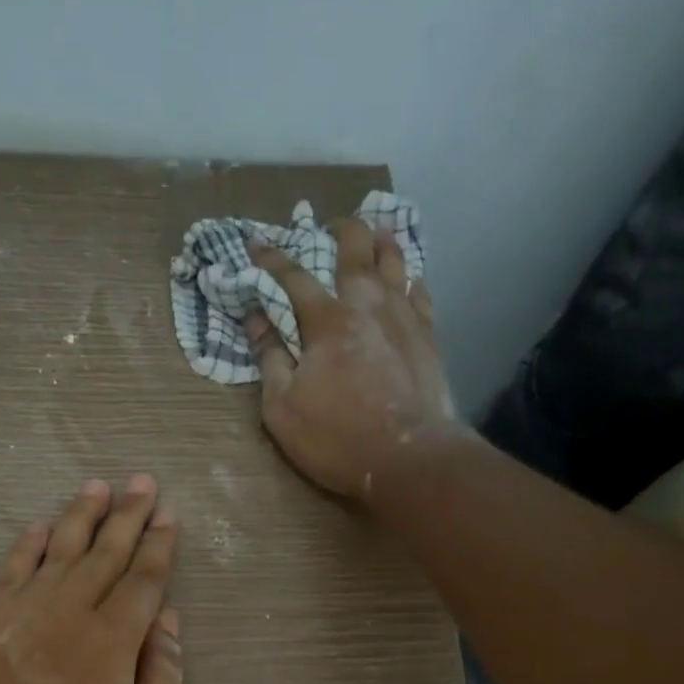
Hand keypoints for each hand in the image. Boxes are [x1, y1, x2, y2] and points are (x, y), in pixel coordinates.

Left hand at [0, 475, 183, 683]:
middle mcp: (69, 614)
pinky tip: (40, 526)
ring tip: (98, 486)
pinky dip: (27, 545)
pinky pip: (10, 572)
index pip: (143, 579)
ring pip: (58, 551)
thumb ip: (165, 676)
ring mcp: (22, 615)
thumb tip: (169, 619)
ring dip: (80, 516)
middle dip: (128, 516)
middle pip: (104, 553)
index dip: (159, 545)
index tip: (169, 515)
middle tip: (143, 481)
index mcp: (113, 643)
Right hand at [246, 219, 458, 502]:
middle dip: (339, 231)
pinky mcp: (428, 337)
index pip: (293, 277)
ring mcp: (403, 317)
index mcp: (326, 321)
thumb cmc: (336, 438)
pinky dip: (411, 278)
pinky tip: (409, 278)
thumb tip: (255, 318)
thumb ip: (269, 359)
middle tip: (330, 226)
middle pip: (354, 250)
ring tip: (376, 231)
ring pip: (394, 262)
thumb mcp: (282, 409)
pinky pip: (420, 293)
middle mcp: (367, 305)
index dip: (271, 259)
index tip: (256, 242)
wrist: (407, 458)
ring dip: (381, 242)